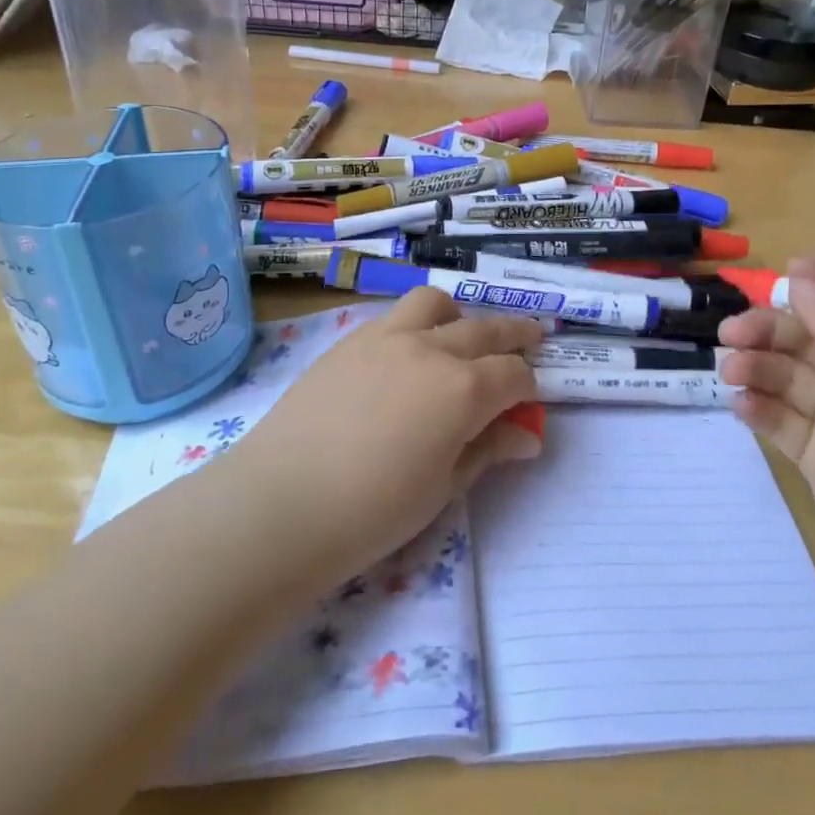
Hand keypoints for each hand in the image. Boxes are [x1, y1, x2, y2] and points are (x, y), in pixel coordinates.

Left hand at [226, 289, 542, 585]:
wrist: (282, 502)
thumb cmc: (373, 511)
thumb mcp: (442, 488)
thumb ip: (486, 451)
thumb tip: (526, 437)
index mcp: (464, 389)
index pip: (514, 374)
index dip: (529, 387)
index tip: (529, 401)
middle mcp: (431, 349)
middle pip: (486, 330)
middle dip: (515, 334)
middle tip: (532, 337)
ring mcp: (387, 337)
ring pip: (436, 303)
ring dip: (459, 315)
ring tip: (461, 334)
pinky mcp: (350, 340)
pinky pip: (394, 316)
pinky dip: (416, 324)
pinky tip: (407, 354)